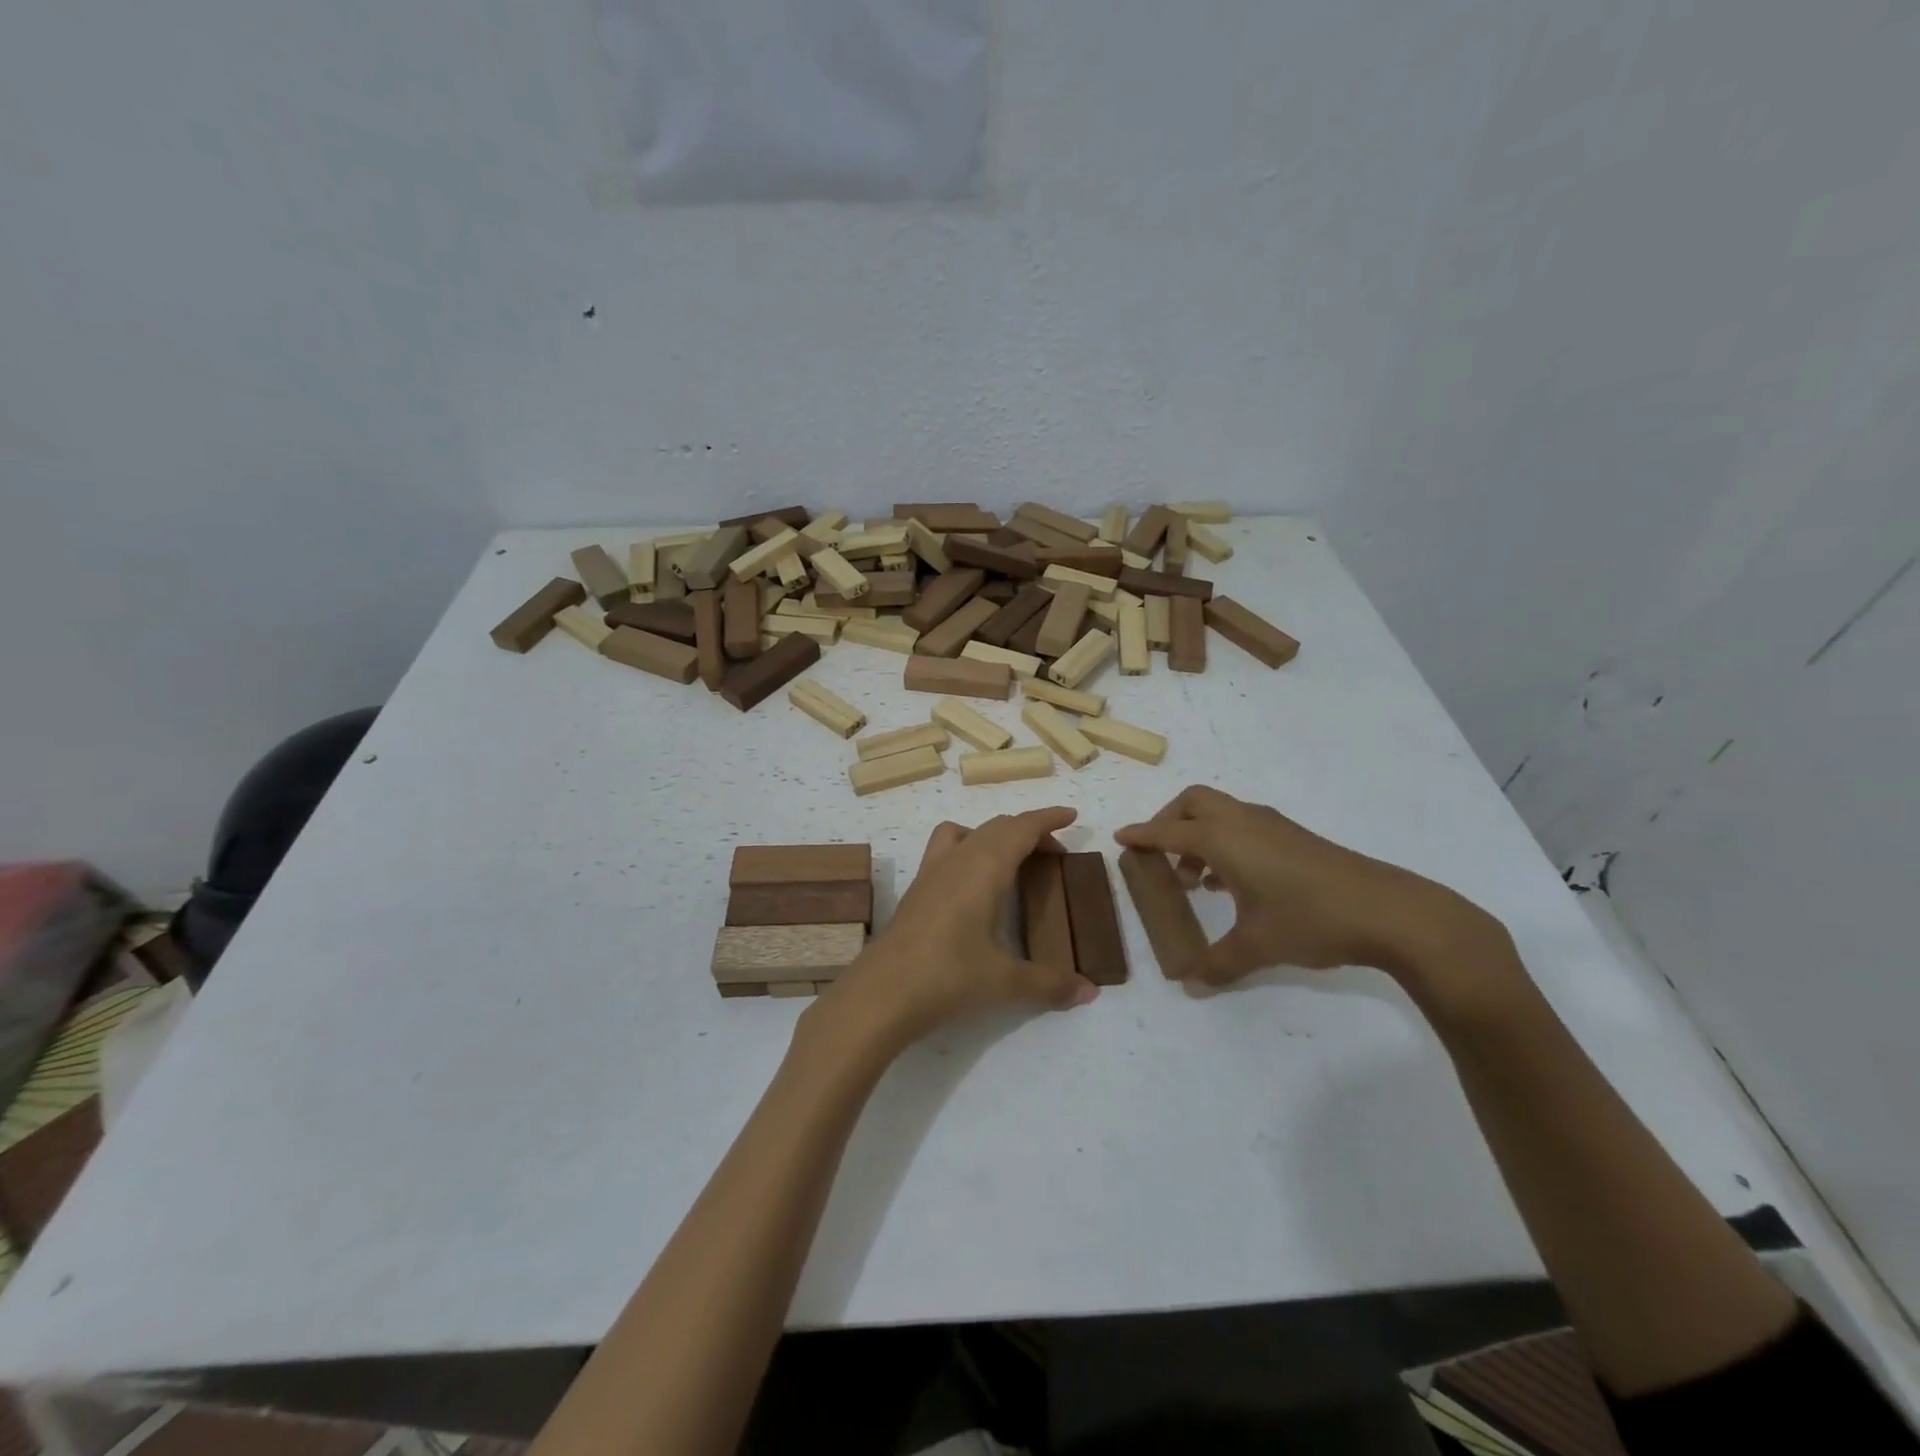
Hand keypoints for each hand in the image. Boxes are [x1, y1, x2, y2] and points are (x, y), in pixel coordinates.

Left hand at [818, 808, 1099, 1048]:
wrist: (882, 993)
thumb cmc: (949, 977)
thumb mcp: (1005, 982)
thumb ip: (1050, 984)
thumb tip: (1090, 992)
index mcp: (984, 867)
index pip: (1021, 828)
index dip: (1048, 818)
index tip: (1071, 816)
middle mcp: (958, 859)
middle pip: (997, 827)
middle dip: (1028, 831)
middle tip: (1054, 854)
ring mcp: (931, 871)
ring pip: (968, 833)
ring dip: (994, 836)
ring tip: (1012, 862)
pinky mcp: (916, 889)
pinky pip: (946, 850)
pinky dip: (968, 850)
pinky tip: (973, 887)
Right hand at [1114, 786, 1505, 989]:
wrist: (1390, 911)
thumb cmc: (1310, 920)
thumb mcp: (1257, 947)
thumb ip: (1217, 965)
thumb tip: (1190, 987)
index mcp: (1224, 839)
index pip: (1169, 831)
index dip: (1142, 835)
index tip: (1121, 838)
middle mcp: (1243, 822)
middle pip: (1193, 802)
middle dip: (1169, 821)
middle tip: (1159, 854)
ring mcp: (1273, 826)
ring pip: (1221, 812)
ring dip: (1199, 834)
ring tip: (1194, 878)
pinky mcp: (1295, 837)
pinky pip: (1243, 826)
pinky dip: (1225, 842)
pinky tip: (1232, 883)